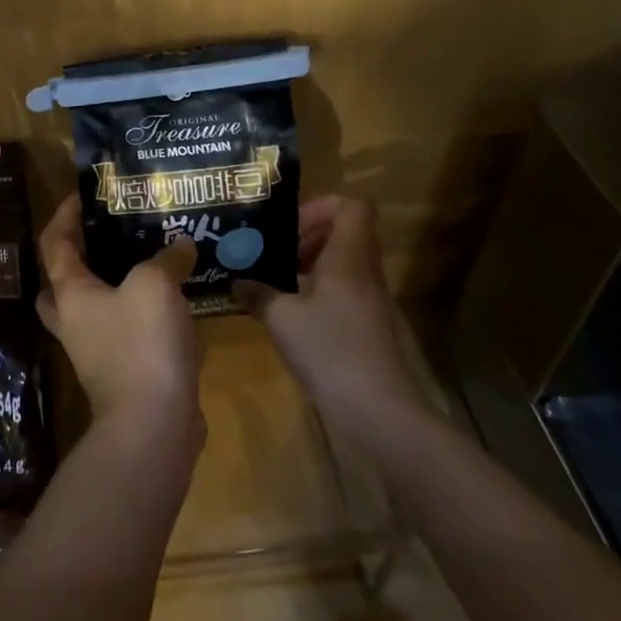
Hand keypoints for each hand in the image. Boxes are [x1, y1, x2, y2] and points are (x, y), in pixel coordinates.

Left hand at [37, 194, 201, 443]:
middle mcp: (74, 321)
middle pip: (62, 282)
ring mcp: (95, 352)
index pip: (54, 243)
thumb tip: (180, 244)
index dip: (64, 215)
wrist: (153, 425)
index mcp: (70, 294)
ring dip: (114, 287)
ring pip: (95, 309)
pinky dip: (142, 316)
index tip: (83, 195)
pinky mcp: (122, 373)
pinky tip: (174, 303)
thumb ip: (166, 257)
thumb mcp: (155, 285)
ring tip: (148, 263)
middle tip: (107, 235)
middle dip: (79, 257)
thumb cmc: (141, 343)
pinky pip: (125, 333)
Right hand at [240, 196, 433, 445]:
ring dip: (313, 265)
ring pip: (346, 265)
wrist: (381, 414)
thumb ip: (258, 294)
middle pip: (347, 234)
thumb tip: (238, 281)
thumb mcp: (282, 320)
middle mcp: (366, 273)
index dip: (322, 206)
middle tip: (275, 252)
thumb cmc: (331, 351)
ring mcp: (374, 303)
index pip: (353, 206)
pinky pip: (346, 293)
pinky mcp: (372, 330)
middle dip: (309, 236)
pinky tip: (293, 317)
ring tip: (278, 282)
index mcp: (349, 258)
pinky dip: (320, 293)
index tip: (289, 225)